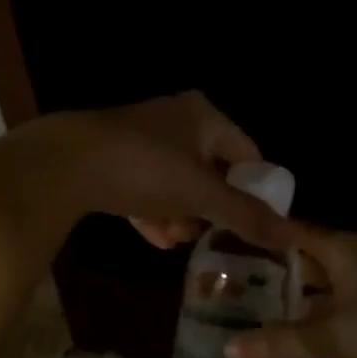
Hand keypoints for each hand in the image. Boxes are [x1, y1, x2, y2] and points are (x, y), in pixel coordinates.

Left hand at [37, 92, 295, 251]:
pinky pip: (145, 186)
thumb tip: (293, 237)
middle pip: (209, 168)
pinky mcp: (111, 156)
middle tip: (209, 235)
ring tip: (177, 241)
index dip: (254, 188)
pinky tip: (154, 238)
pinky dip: (153, 211)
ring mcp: (140, 137)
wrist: (63, 163)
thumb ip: (246, 215)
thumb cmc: (145, 169)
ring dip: (181, 213)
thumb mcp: (201, 194)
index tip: (255, 223)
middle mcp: (175, 119)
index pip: (247, 152)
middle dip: (210, 207)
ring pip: (175, 180)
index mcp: (203, 116)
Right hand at [226, 230, 356, 357]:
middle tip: (229, 283)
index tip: (223, 241)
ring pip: (325, 284)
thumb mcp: (333, 336)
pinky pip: (342, 304)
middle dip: (274, 270)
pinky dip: (320, 315)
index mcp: (341, 248)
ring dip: (297, 297)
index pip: (291, 231)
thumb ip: (283, 342)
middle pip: (307, 257)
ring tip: (255, 310)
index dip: (260, 235)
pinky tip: (301, 335)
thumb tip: (229, 349)